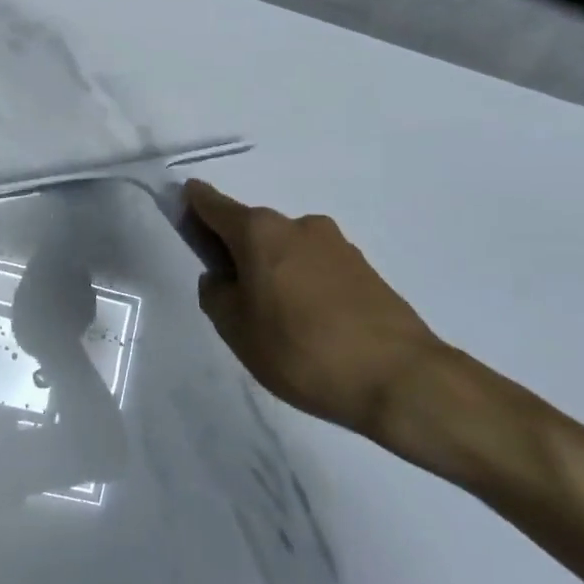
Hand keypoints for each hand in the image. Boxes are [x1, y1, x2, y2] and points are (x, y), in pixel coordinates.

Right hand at [185, 180, 451, 439]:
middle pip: (252, 229)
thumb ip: (216, 295)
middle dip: (236, 250)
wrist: (401, 379)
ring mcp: (336, 244)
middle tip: (233, 296)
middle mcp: (298, 225)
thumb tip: (223, 278)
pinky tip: (310, 324)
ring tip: (277, 320)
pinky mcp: (364, 268)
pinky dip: (302, 283)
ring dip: (273, 269)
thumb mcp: (237, 330)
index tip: (182, 210)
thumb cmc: (302, 351)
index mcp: (260, 232)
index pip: (213, 205)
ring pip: (286, 249)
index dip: (193, 204)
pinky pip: (316, 267)